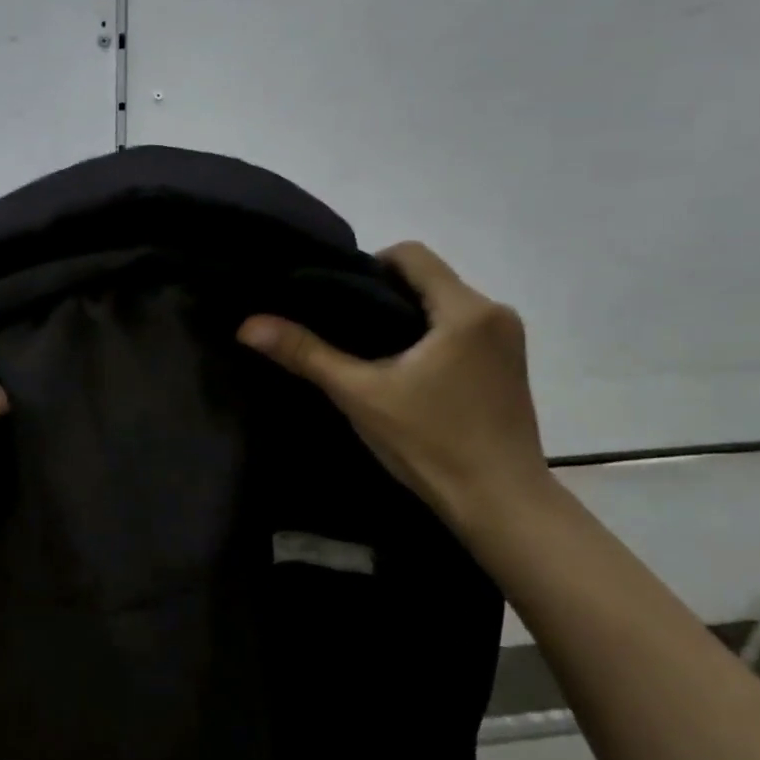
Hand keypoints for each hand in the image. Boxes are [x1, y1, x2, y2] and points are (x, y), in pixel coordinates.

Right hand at [237, 242, 548, 523]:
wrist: (501, 504)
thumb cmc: (431, 443)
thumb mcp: (359, 395)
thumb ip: (306, 354)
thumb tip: (248, 325)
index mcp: (465, 310)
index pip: (410, 254)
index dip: (367, 266)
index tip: (338, 299)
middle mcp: (496, 313)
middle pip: (428, 279)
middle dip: (384, 295)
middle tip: (344, 329)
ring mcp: (509, 341)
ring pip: (444, 306)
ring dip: (407, 318)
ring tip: (369, 352)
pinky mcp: (511, 366)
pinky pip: (462, 330)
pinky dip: (430, 338)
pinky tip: (406, 373)